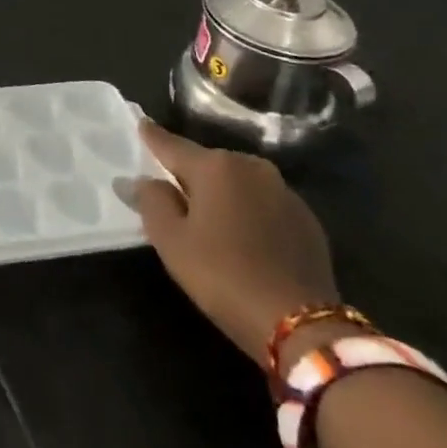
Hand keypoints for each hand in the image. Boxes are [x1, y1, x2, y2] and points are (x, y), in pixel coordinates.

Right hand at [123, 120, 338, 366]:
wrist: (301, 324)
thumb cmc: (223, 275)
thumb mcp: (171, 241)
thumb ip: (151, 201)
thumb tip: (139, 179)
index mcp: (215, 166)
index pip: (172, 145)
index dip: (152, 137)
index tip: (141, 123)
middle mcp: (251, 166)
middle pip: (207, 164)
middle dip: (189, 175)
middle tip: (172, 196)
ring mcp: (284, 191)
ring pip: (238, 183)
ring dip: (222, 194)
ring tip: (209, 219)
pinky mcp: (307, 219)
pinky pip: (264, 204)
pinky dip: (248, 212)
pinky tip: (244, 238)